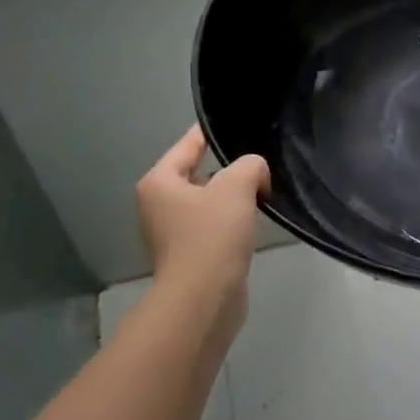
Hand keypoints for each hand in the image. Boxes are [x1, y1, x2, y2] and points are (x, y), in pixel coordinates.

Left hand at [137, 126, 269, 342]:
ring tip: (261, 191)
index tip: (226, 122)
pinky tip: (252, 223)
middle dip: (227, 170)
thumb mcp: (237, 186)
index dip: (208, 133)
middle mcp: (158, 206)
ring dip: (231, 198)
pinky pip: (213, 227)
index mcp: (159, 183)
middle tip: (258, 163)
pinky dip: (231, 222)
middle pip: (197, 174)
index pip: (187, 146)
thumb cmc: (212, 235)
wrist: (204, 297)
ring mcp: (172, 234)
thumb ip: (250, 165)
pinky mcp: (189, 256)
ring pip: (207, 203)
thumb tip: (255, 174)